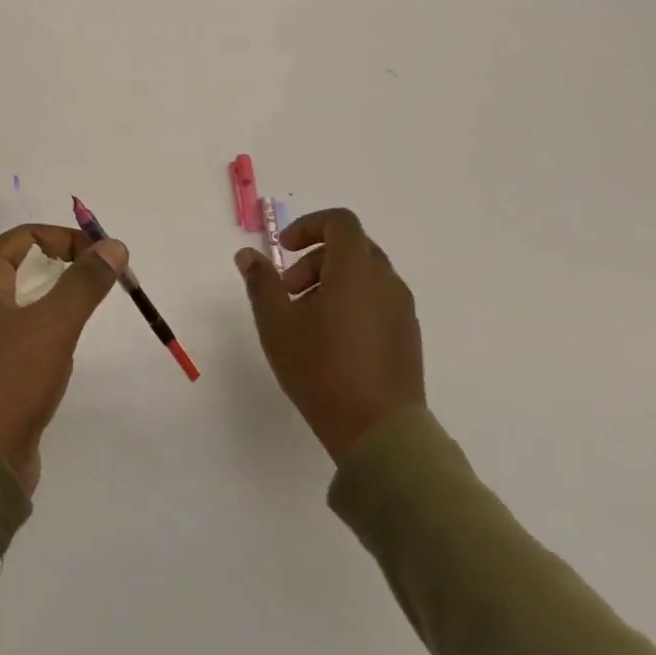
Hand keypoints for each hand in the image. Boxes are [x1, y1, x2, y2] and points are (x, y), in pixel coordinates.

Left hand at [0, 224, 127, 495]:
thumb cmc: (10, 379)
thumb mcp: (54, 324)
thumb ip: (85, 282)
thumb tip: (114, 245)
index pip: (24, 237)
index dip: (66, 238)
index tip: (102, 257)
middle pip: (21, 264)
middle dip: (64, 266)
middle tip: (100, 281)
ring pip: (20, 299)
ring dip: (55, 297)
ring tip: (84, 310)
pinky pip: (17, 330)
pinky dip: (42, 326)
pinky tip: (61, 347)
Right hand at [236, 208, 423, 460]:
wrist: (380, 432)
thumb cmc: (321, 369)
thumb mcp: (277, 323)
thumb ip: (261, 282)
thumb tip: (247, 254)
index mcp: (356, 270)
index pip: (340, 221)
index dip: (309, 226)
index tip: (284, 250)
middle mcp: (386, 281)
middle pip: (351, 248)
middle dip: (315, 258)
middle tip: (289, 289)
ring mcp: (402, 310)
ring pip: (365, 276)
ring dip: (333, 282)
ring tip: (307, 319)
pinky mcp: (408, 337)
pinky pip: (378, 300)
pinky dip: (353, 302)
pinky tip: (333, 341)